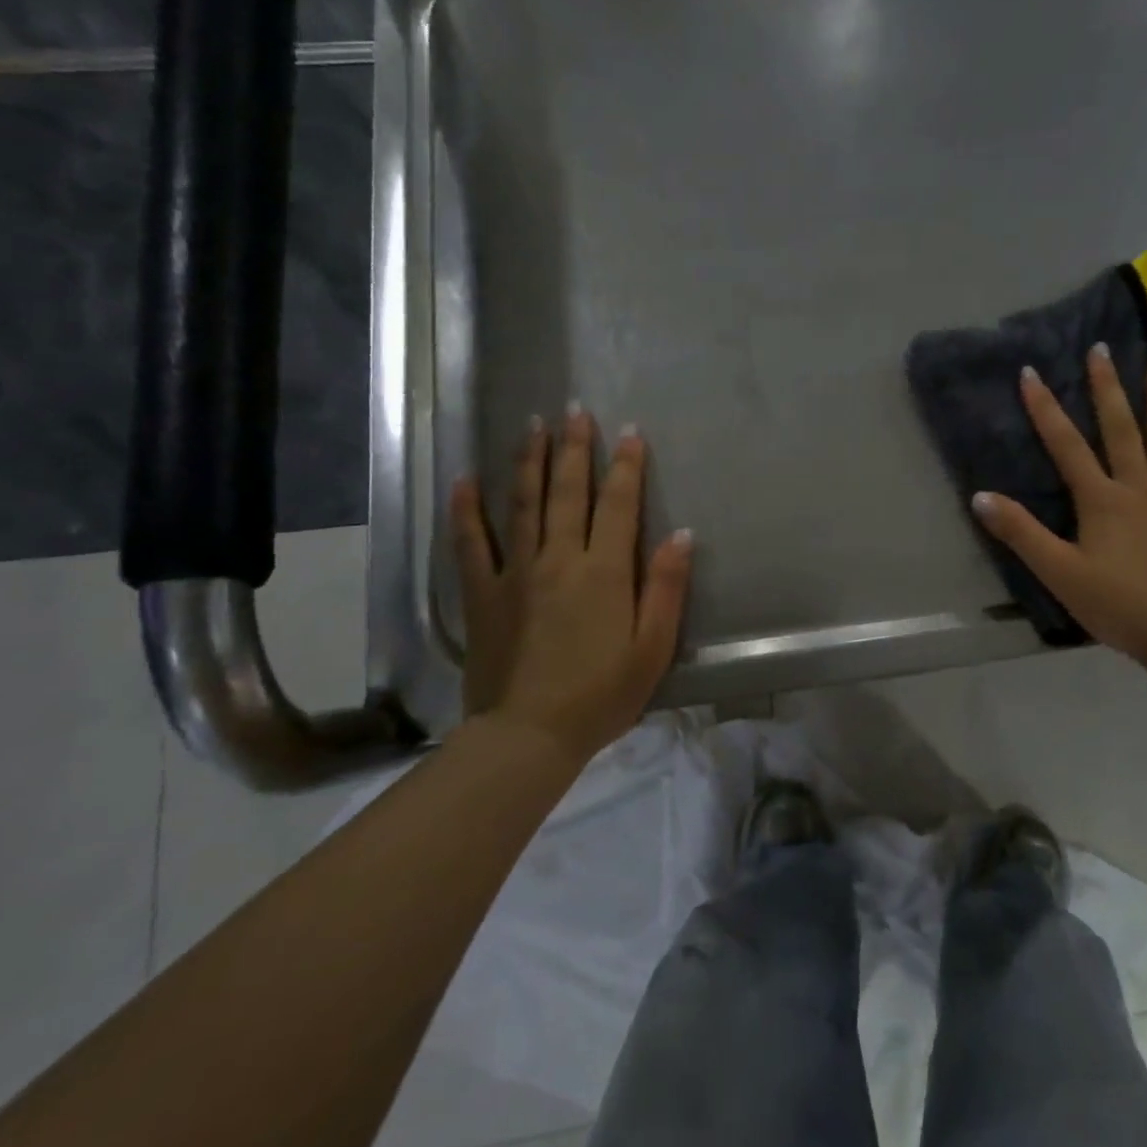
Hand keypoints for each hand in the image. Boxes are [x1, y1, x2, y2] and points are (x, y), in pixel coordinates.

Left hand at [450, 408, 693, 764]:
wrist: (528, 736)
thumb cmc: (602, 695)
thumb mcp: (653, 647)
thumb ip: (667, 588)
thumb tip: (681, 534)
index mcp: (604, 571)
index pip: (619, 505)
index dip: (627, 466)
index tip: (630, 432)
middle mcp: (559, 559)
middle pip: (568, 492)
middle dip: (574, 448)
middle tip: (575, 410)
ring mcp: (516, 573)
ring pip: (523, 504)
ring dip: (529, 461)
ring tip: (533, 426)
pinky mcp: (483, 594)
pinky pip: (472, 544)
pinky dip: (467, 511)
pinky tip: (464, 481)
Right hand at [972, 345, 1146, 672]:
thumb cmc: (1118, 605)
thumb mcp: (1058, 573)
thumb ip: (1020, 533)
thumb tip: (981, 496)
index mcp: (1101, 500)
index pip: (1066, 446)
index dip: (1045, 409)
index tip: (1031, 372)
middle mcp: (1139, 487)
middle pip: (1120, 429)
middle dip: (1106, 388)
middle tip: (1101, 348)